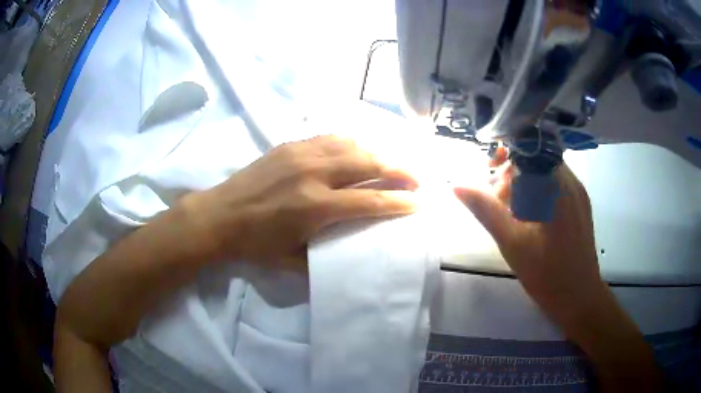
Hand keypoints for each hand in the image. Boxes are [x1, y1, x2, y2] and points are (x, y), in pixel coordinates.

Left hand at [184, 135, 417, 269]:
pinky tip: (358, 151)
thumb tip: (352, 253)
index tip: (417, 202)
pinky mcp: (291, 145)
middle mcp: (314, 174)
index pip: (370, 201)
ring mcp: (301, 154)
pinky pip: (331, 138)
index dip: (398, 202)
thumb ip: (326, 256)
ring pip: (352, 146)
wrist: (219, 215)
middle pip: (368, 165)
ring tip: (392, 164)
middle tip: (416, 178)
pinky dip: (351, 144)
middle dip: (398, 171)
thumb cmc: (255, 244)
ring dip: (378, 154)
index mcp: (315, 207)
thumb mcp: (292, 261)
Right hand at [455, 149, 662, 391]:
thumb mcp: (511, 242)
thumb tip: (456, 184)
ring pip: (546, 173)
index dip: (506, 150)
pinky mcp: (580, 206)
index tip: (489, 168)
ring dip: (524, 184)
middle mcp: (570, 181)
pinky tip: (529, 219)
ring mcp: (578, 193)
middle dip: (512, 172)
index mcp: (555, 185)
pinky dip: (538, 193)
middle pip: (536, 158)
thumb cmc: (546, 273)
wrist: (579, 298)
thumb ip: (485, 209)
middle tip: (496, 199)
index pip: (529, 147)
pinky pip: (555, 186)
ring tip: (511, 213)